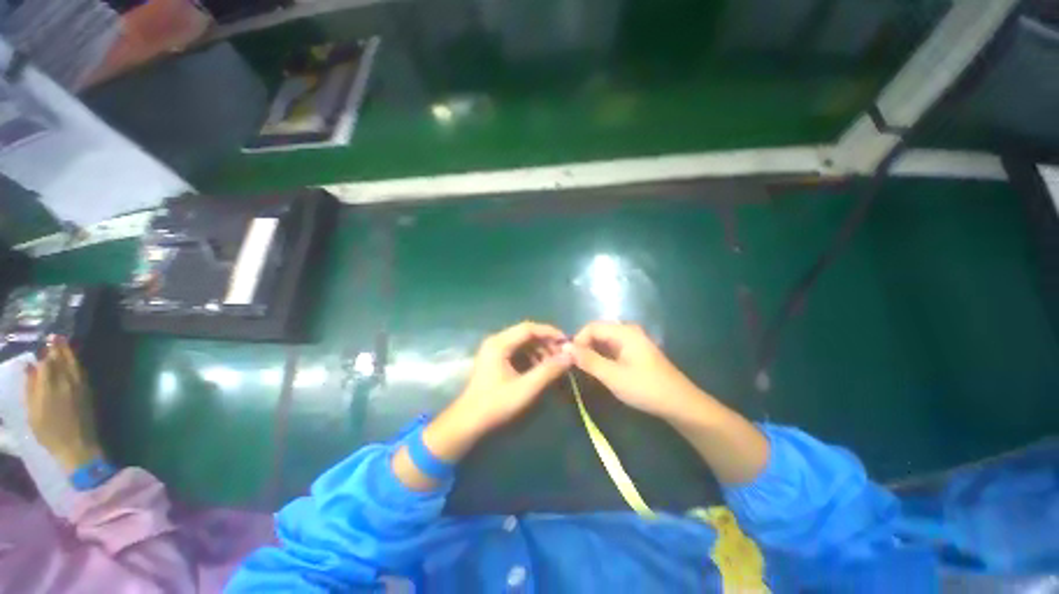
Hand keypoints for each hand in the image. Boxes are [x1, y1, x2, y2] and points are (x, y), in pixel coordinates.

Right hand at [25, 340, 103, 472]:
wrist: (77, 446)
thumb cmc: (50, 433)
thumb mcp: (32, 412)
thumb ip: (30, 387)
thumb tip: (29, 366)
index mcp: (49, 386)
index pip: (47, 362)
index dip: (44, 351)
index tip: (42, 342)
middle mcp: (66, 382)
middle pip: (63, 359)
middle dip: (59, 346)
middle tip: (54, 336)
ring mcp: (80, 386)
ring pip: (74, 363)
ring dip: (68, 352)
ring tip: (63, 343)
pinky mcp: (89, 392)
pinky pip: (82, 372)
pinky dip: (76, 363)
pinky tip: (73, 360)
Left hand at [449, 321, 571, 434]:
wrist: (469, 421)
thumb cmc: (496, 404)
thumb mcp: (526, 388)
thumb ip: (548, 371)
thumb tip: (569, 356)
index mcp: (499, 343)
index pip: (529, 329)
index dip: (549, 332)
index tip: (566, 342)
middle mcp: (496, 341)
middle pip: (526, 334)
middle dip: (546, 343)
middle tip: (562, 355)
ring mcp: (494, 349)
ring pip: (523, 342)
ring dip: (540, 350)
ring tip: (553, 364)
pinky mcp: (495, 359)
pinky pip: (518, 351)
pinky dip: (531, 357)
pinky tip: (540, 368)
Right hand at [570, 321, 703, 421]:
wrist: (679, 403)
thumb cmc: (645, 388)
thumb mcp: (612, 376)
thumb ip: (588, 360)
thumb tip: (565, 347)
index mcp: (624, 332)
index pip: (592, 327)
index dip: (578, 340)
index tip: (570, 359)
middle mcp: (628, 331)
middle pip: (598, 332)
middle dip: (584, 346)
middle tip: (575, 365)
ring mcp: (633, 341)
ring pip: (604, 340)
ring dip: (592, 352)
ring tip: (585, 369)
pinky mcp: (635, 351)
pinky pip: (612, 347)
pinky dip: (602, 356)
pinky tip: (599, 369)